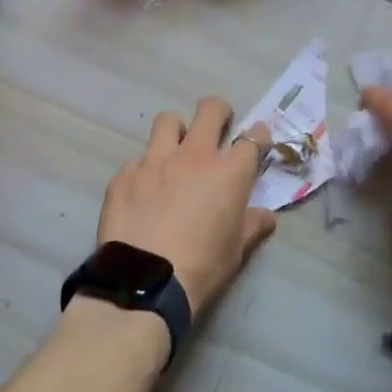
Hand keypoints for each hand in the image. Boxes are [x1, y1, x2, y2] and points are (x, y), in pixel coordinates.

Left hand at [98, 97, 276, 317]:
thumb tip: (266, 215)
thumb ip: (252, 226)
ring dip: (176, 131)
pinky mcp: (124, 174)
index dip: (258, 136)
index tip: (257, 138)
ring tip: (175, 151)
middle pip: (210, 110)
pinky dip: (144, 171)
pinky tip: (142, 193)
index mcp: (229, 172)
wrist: (145, 281)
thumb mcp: (236, 251)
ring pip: (167, 121)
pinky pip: (137, 161)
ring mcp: (155, 161)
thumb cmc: (202, 267)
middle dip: (218, 112)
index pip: (252, 139)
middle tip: (218, 127)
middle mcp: (193, 155)